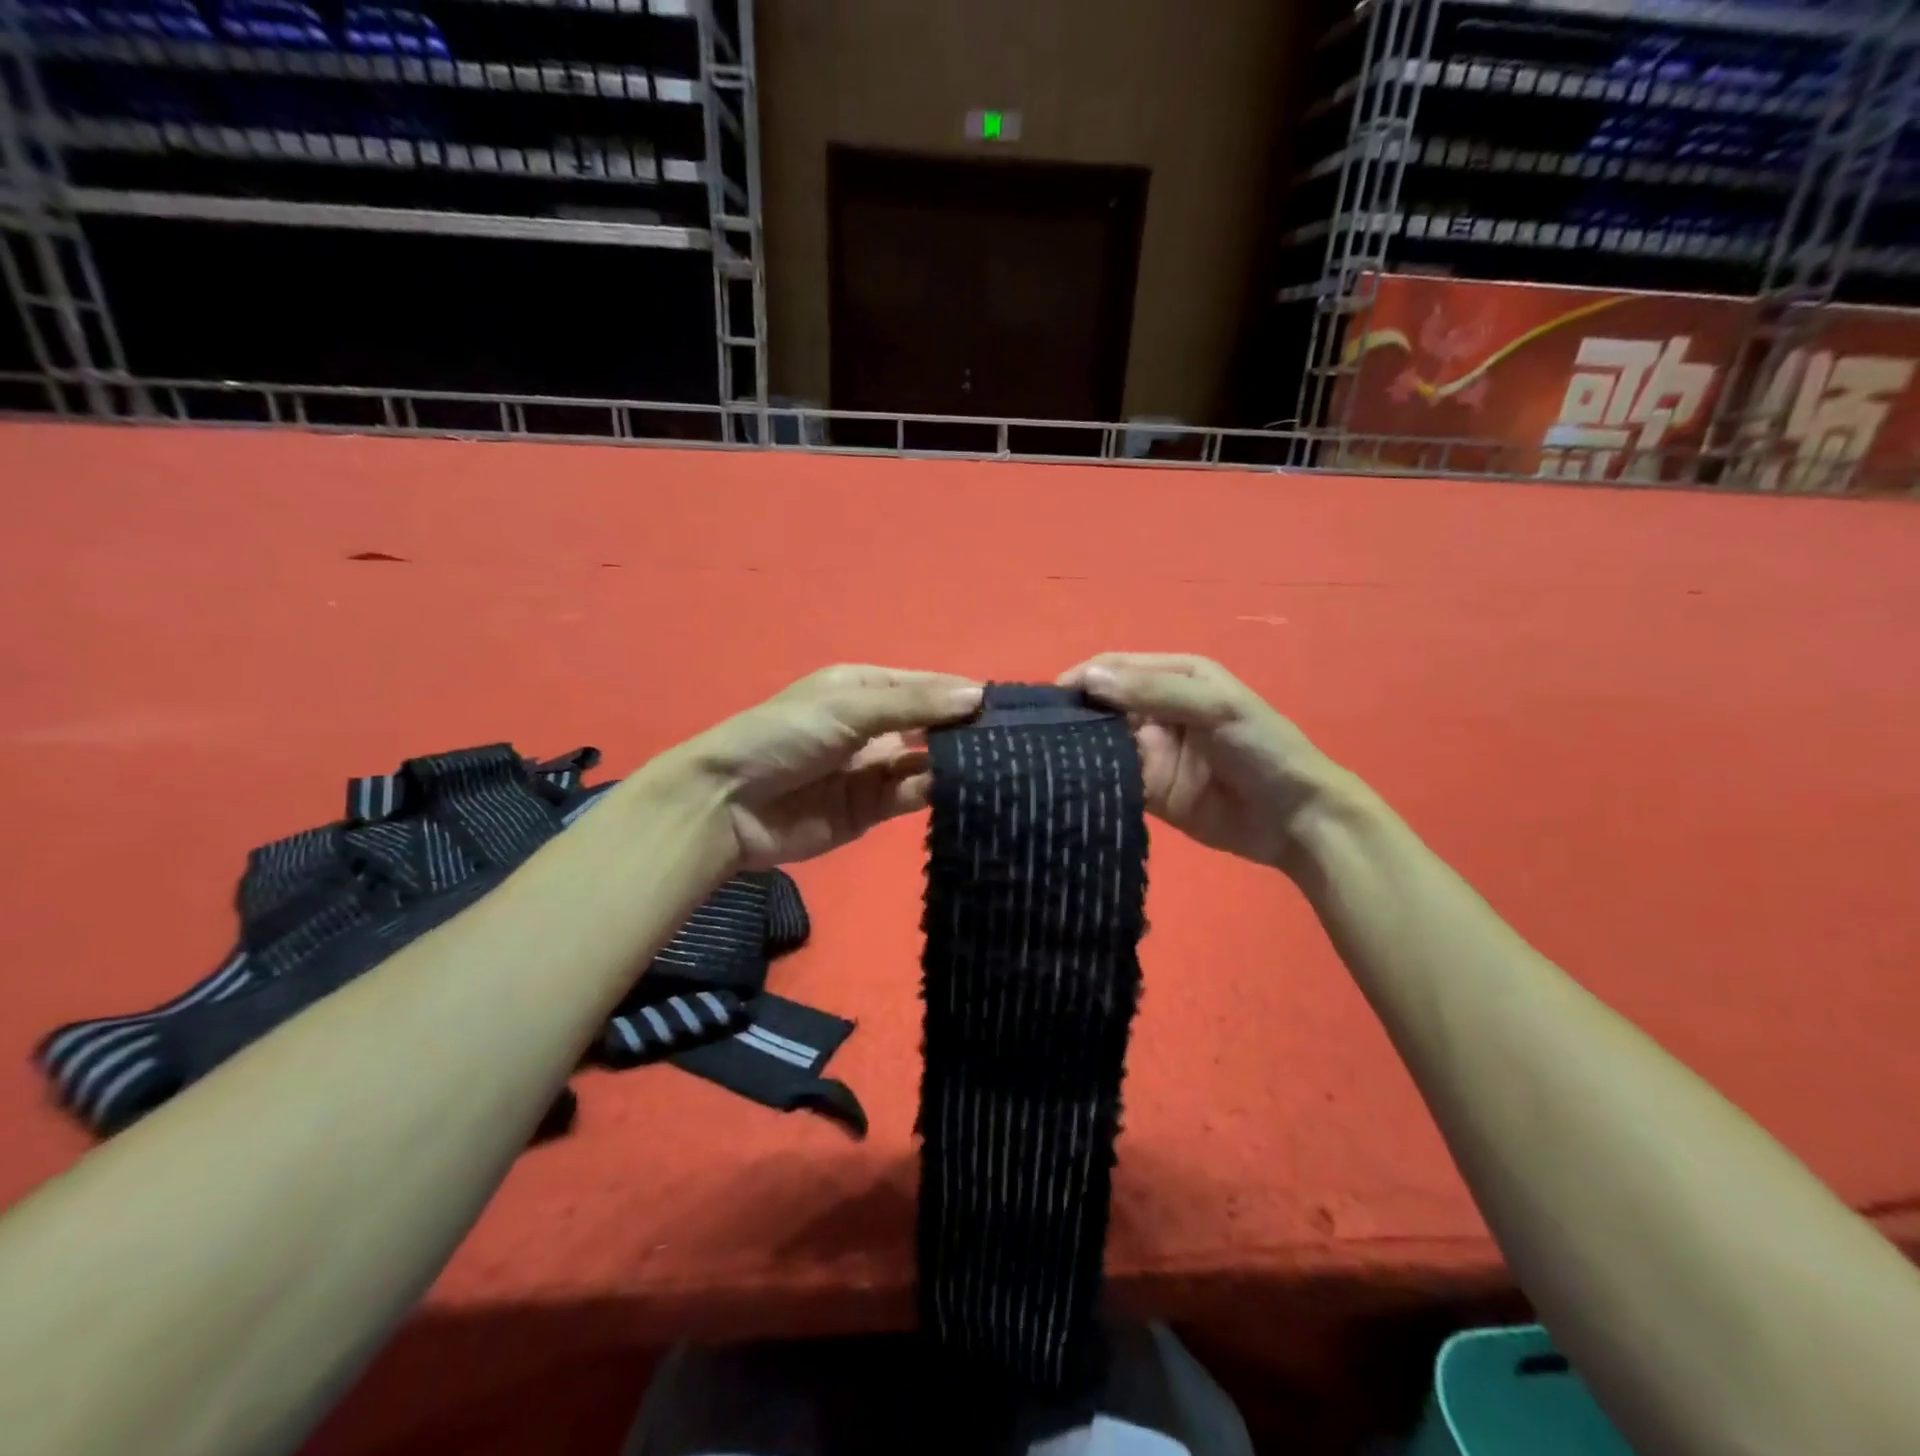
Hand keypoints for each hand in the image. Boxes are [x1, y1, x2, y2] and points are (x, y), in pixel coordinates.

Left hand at [665, 665, 982, 870]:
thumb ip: (914, 705)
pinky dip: (936, 792)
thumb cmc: (784, 736)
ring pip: (928, 763)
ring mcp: (874, 769)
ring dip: (956, 764)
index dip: (964, 695)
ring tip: (1002, 766)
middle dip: (966, 732)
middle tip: (1015, 742)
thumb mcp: (849, 708)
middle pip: (933, 726)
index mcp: (866, 689)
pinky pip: (912, 796)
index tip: (1009, 708)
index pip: (927, 687)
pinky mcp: (871, 810)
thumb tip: (978, 696)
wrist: (728, 804)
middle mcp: (876, 726)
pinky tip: (966, 789)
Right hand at [1056, 653, 1348, 874]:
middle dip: (1071, 716)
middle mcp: (1155, 710)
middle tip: (1035, 735)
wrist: (1297, 818)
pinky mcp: (1149, 790)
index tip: (1046, 702)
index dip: (1081, 679)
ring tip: (1041, 761)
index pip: (1113, 669)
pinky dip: (1092, 782)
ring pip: (1101, 744)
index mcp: (1173, 677)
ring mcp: (1150, 752)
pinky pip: (1112, 780)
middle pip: (1100, 706)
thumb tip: (1089, 678)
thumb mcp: (1214, 706)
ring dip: (1077, 750)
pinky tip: (1066, 787)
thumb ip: (1154, 690)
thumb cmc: (1262, 747)